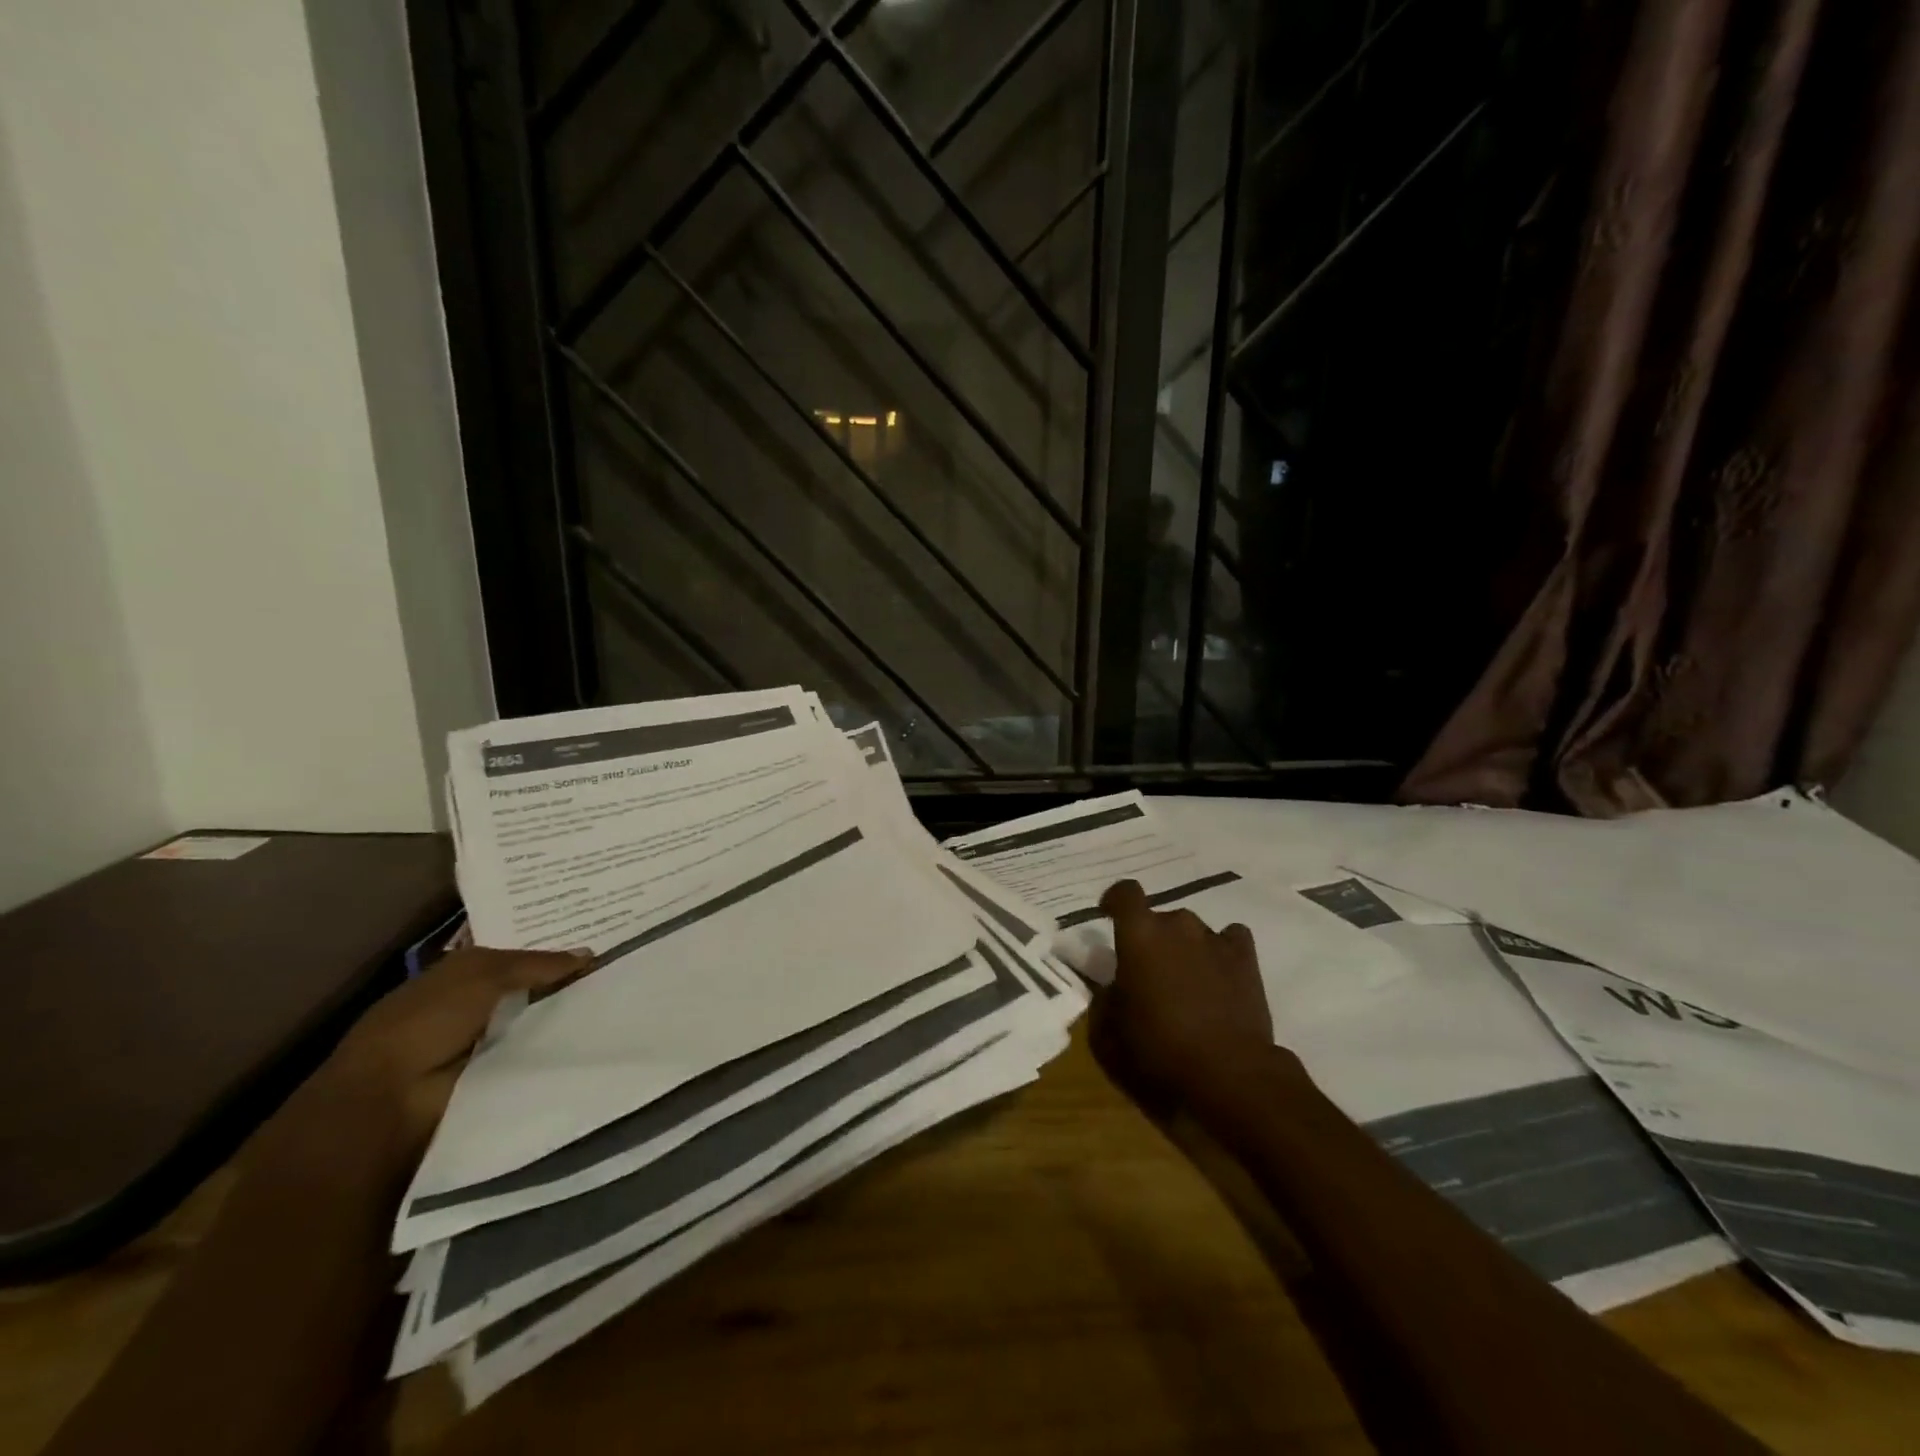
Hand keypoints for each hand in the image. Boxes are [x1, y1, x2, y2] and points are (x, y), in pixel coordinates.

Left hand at [317, 945, 593, 1156]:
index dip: (552, 952)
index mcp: (461, 976)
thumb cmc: (427, 1022)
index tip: (598, 948)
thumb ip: (536, 963)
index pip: (517, 958)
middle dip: (565, 985)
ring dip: (565, 1020)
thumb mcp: (483, 974)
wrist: (390, 1100)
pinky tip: (594, 1041)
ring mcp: (484, 1046)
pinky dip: (558, 1051)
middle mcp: (473, 1007)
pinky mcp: (494, 1079)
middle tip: (617, 977)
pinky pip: (536, 1057)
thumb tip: (589, 955)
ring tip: (616, 1009)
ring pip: (537, 1023)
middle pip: (531, 990)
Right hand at [1092, 880, 1280, 1110]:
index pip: (1124, 893)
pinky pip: (1230, 939)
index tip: (1108, 915)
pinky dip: (1221, 951)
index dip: (1115, 900)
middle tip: (1149, 975)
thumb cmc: (1158, 1051)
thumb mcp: (1108, 1034)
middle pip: (1159, 919)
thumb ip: (1103, 1000)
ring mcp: (1214, 939)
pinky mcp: (1246, 959)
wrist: (1228, 1075)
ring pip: (1192, 931)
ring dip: (1184, 949)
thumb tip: (1110, 988)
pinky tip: (1219, 974)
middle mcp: (1177, 926)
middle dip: (1151, 940)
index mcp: (1139, 936)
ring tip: (1186, 984)